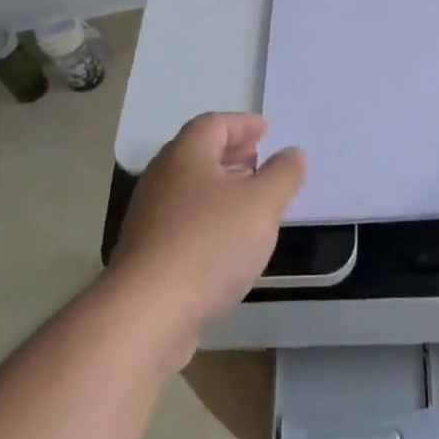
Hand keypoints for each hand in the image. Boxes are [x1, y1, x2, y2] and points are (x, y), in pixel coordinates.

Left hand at [111, 113, 304, 352]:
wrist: (147, 314)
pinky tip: (229, 242)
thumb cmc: (210, 243)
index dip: (243, 124)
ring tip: (252, 201)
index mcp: (186, 155)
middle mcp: (162, 178)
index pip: (214, 123)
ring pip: (191, 190)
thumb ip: (283, 174)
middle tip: (260, 160)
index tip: (267, 131)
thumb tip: (292, 154)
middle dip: (232, 154)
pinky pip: (184, 222)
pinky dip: (209, 219)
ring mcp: (150, 218)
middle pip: (198, 154)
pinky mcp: (147, 255)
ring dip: (222, 188)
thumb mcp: (263, 203)